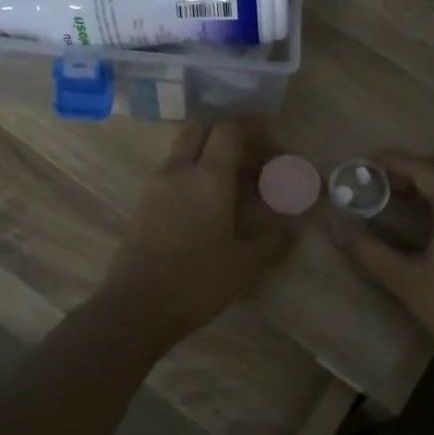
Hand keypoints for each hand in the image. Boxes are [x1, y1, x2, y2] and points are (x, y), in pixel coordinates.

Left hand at [99, 120, 301, 342]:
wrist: (135, 308)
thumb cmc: (197, 282)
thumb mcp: (247, 265)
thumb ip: (275, 240)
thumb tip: (298, 225)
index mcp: (209, 177)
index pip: (230, 130)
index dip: (253, 126)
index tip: (271, 138)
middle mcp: (179, 170)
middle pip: (201, 128)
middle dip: (228, 133)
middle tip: (252, 155)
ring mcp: (157, 185)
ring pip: (184, 149)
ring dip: (210, 153)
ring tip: (236, 182)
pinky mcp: (144, 203)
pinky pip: (173, 171)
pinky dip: (194, 172)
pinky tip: (212, 202)